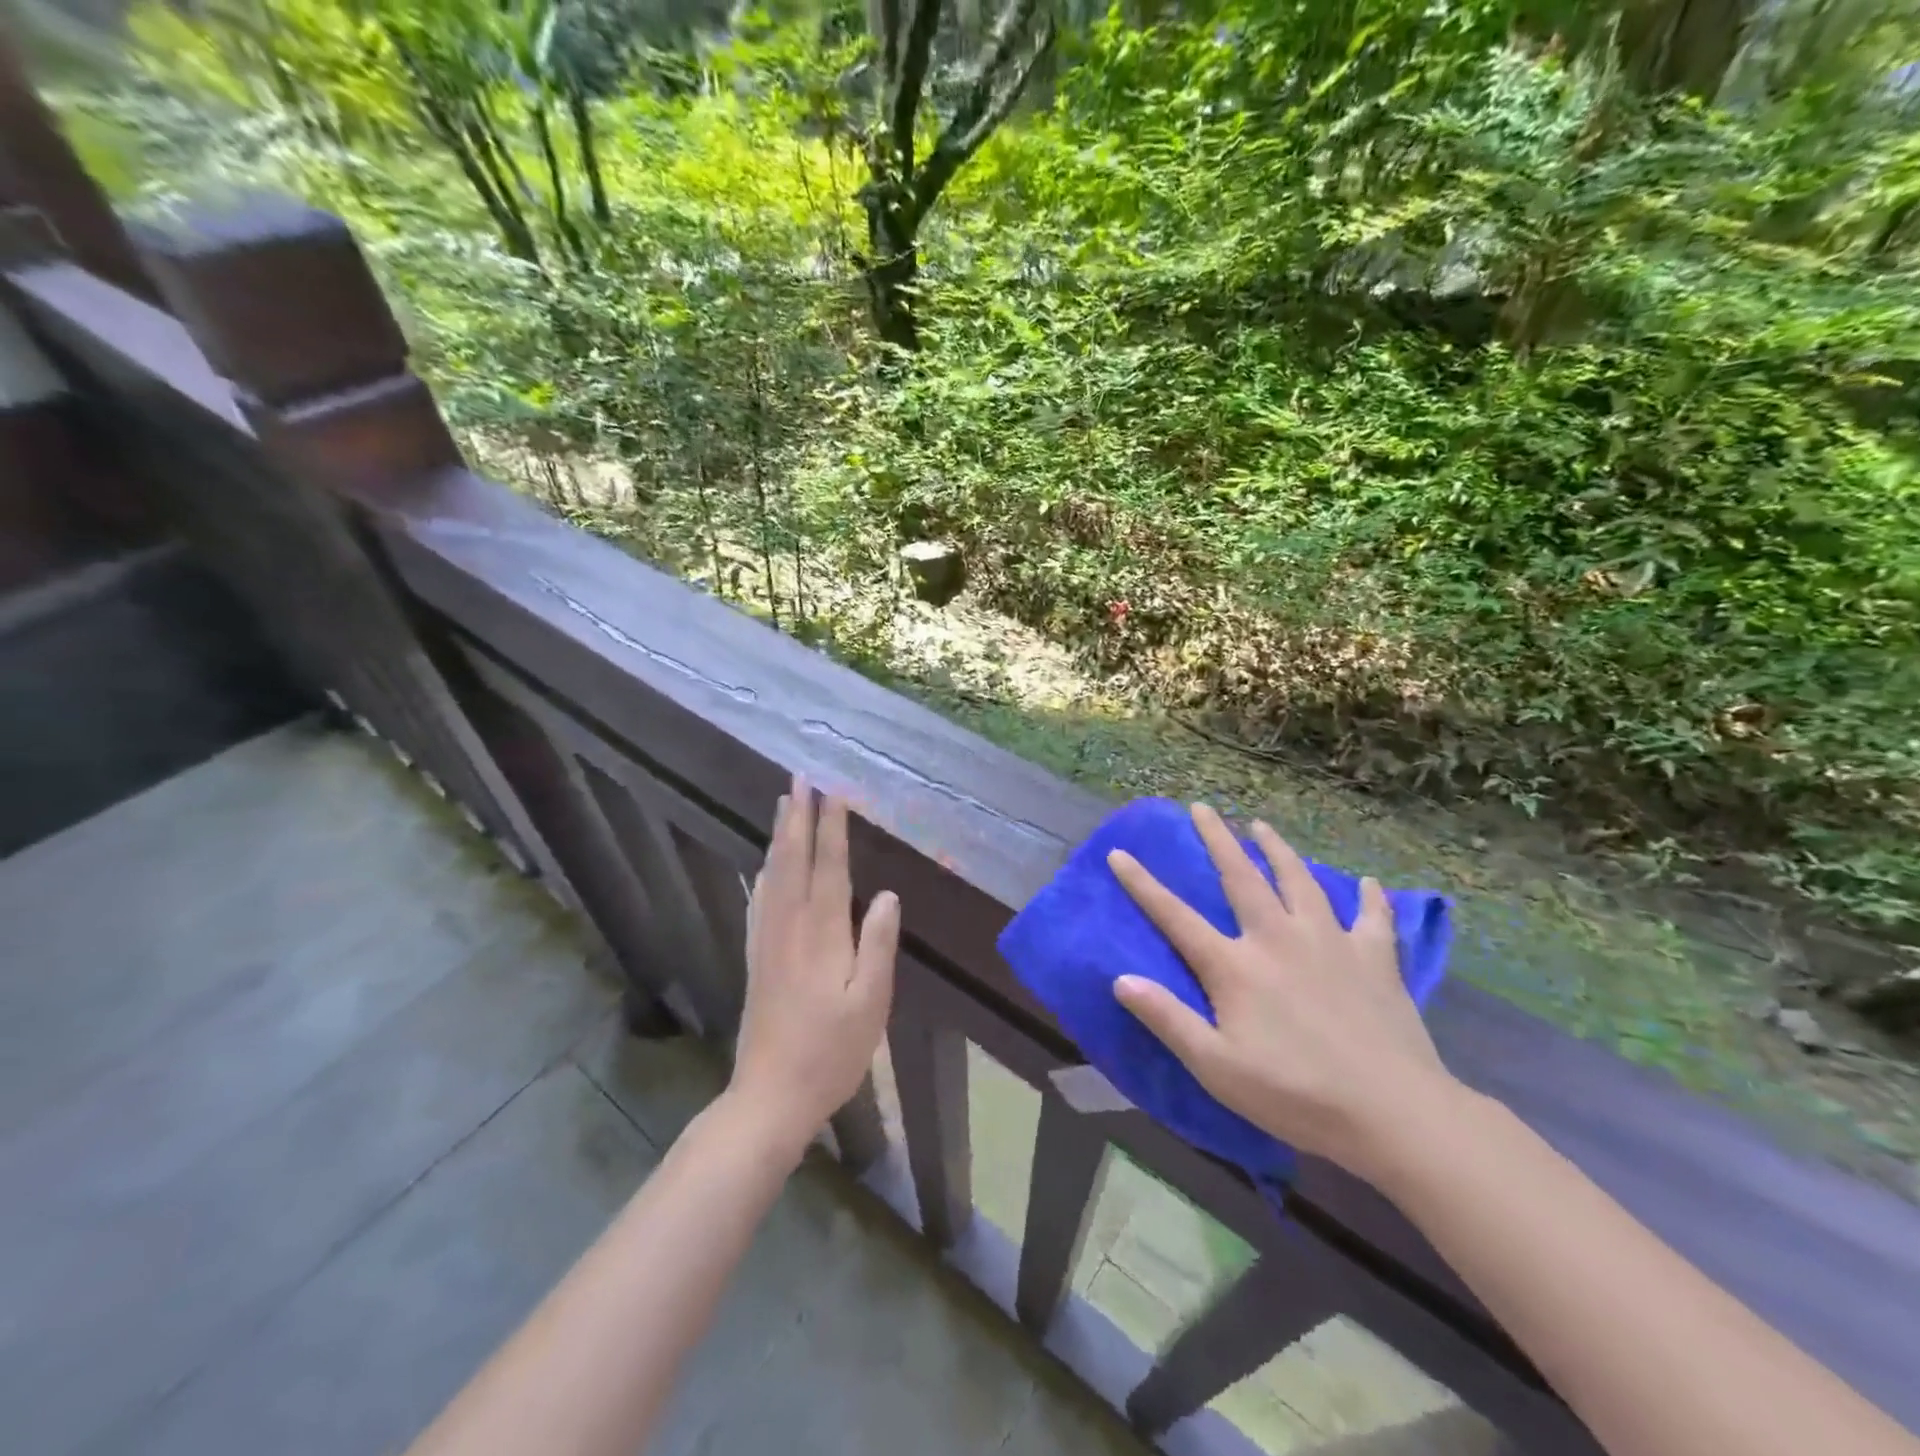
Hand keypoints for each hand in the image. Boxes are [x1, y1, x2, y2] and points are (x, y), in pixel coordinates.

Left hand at [732, 776, 898, 1155]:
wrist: (770, 1096)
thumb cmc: (830, 1052)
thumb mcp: (870, 1003)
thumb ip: (879, 945)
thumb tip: (889, 895)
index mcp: (822, 933)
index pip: (829, 866)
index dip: (831, 827)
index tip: (833, 791)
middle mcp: (790, 926)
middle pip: (794, 860)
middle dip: (799, 816)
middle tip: (800, 778)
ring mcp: (768, 941)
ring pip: (773, 875)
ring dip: (780, 836)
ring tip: (783, 805)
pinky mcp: (757, 958)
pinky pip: (760, 900)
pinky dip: (765, 872)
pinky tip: (765, 866)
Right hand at [1108, 803, 1457, 1181]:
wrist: (1394, 1112)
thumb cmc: (1295, 1094)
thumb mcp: (1216, 1067)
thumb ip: (1167, 1020)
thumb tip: (1120, 979)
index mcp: (1235, 966)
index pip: (1175, 916)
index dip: (1142, 885)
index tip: (1119, 853)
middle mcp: (1277, 938)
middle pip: (1240, 877)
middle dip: (1217, 839)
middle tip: (1201, 807)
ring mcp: (1330, 943)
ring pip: (1299, 881)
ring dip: (1278, 850)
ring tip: (1262, 826)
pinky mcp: (1375, 959)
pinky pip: (1371, 918)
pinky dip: (1369, 898)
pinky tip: (1369, 885)